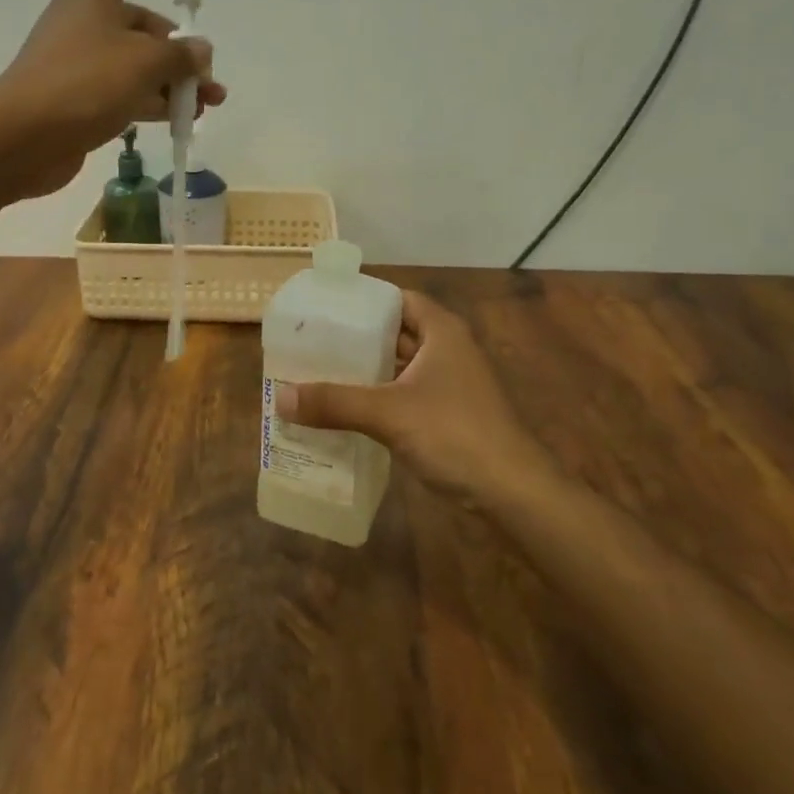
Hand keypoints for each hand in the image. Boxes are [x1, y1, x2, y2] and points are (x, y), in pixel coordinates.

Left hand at [0, 0, 226, 199]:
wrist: (22, 138)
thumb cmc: (85, 83)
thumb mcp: (144, 62)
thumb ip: (180, 54)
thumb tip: (200, 51)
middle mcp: (88, 19)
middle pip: (145, 24)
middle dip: (182, 49)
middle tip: (207, 77)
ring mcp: (83, 60)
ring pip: (139, 62)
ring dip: (176, 81)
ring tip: (208, 104)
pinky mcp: (81, 96)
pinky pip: (127, 90)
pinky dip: (154, 101)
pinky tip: (181, 120)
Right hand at [274, 292, 546, 503]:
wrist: (513, 493)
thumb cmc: (454, 434)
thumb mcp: (388, 413)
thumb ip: (334, 402)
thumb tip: (279, 397)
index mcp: (442, 331)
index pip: (398, 300)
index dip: (364, 302)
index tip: (327, 310)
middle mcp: (449, 350)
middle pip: (397, 333)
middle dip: (359, 340)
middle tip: (314, 344)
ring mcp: (453, 385)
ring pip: (401, 367)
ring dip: (369, 372)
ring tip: (322, 375)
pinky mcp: (451, 416)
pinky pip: (407, 395)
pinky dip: (381, 398)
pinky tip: (350, 412)